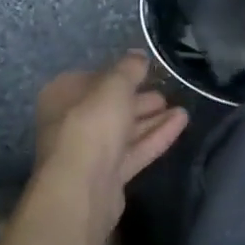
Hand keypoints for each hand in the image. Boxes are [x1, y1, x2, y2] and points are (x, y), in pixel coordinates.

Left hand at [32, 51, 188, 244]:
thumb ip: (129, 68)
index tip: (146, 71)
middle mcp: (71, 122)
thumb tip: (139, 55)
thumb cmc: (92, 124)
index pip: (94, 78)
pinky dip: (156, 136)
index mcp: (63, 96)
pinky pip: (134, 150)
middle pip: (110, 106)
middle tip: (166, 92)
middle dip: (139, 99)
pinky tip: (181, 122)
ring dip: (152, 118)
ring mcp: (89, 152)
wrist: (81, 189)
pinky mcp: (108, 176)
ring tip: (181, 108)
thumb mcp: (115, 85)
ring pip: (125, 130)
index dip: (120, 74)